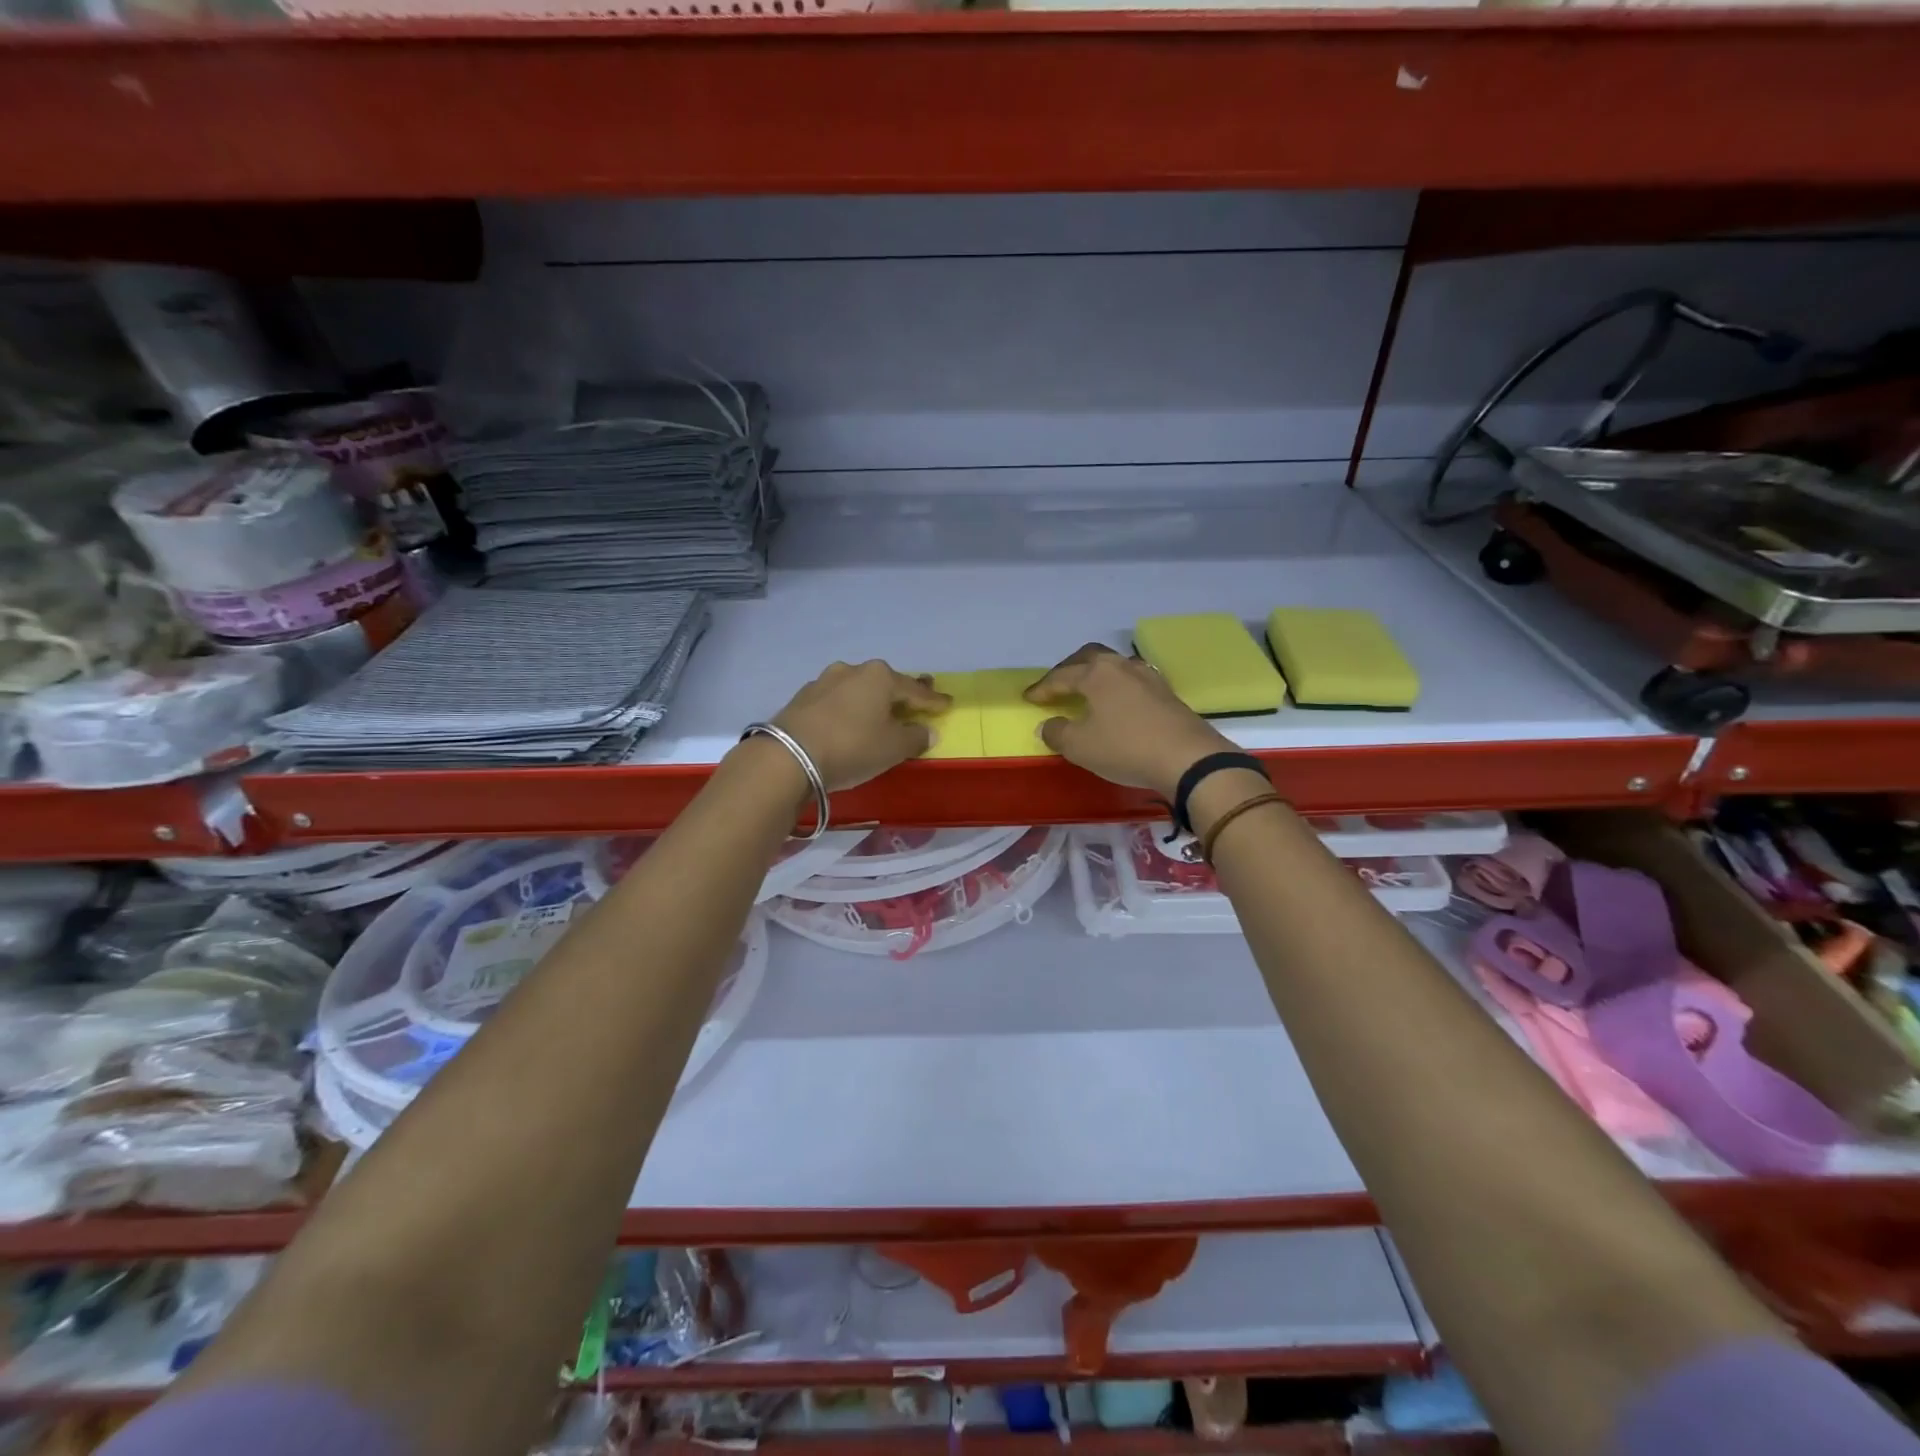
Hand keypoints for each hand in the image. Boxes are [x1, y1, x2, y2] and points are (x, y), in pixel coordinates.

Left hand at [772, 660, 949, 791]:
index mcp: (880, 676)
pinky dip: (848, 710)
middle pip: (885, 683)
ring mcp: (823, 682)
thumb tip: (927, 731)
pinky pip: (836, 702)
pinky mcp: (802, 699)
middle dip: (901, 694)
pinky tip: (849, 721)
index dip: (933, 700)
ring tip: (879, 713)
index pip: (915, 689)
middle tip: (915, 702)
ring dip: (870, 701)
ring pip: (857, 690)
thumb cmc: (852, 747)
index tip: (948, 704)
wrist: (788, 756)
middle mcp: (852, 670)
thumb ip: (915, 737)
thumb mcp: (893, 748)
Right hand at [1024, 644, 1236, 797]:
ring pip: (1114, 667)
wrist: (1188, 759)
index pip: (1061, 676)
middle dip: (1069, 669)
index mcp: (1097, 673)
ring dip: (1095, 676)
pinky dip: (1116, 689)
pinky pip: (1132, 682)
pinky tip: (1116, 705)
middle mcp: (1122, 666)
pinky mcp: (1167, 694)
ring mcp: (1149, 678)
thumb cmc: (1125, 748)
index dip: (1042, 688)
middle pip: (1089, 658)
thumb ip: (1057, 732)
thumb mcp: (1080, 746)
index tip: (1028, 698)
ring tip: (1086, 692)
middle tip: (1056, 685)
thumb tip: (1048, 725)